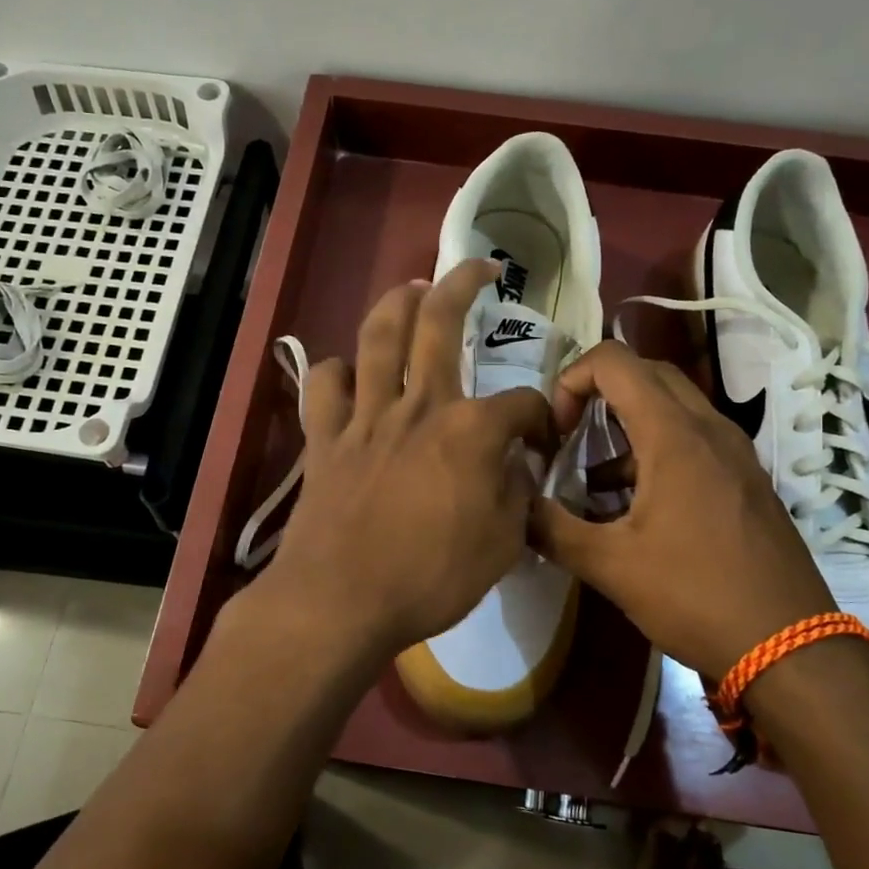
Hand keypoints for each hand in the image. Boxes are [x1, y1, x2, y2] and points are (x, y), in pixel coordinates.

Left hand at [254, 260, 552, 667]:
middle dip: (462, 285)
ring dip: (397, 303)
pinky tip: (349, 374)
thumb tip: (515, 465)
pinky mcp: (325, 437)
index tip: (544, 436)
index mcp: (471, 431)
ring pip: (379, 337)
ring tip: (413, 287)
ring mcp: (367, 417)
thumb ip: (515, 495)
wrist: (342, 600)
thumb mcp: (502, 546)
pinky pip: (325, 386)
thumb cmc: (430, 578)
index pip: (521, 402)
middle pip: (439, 325)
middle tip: (479, 268)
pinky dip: (337, 372)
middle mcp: (420, 407)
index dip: (542, 414)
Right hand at [530, 341, 835, 680]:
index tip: (557, 431)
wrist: (789, 646)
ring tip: (595, 481)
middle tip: (571, 437)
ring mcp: (735, 453)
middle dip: (599, 393)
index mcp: (674, 435)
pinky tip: (635, 507)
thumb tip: (515, 509)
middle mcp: (709, 429)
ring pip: (673, 408)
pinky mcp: (746, 480)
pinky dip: (656, 450)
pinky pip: (694, 440)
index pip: (614, 362)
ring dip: (628, 426)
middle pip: (647, 374)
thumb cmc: (694, 596)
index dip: (572, 381)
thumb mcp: (610, 566)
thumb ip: (553, 529)